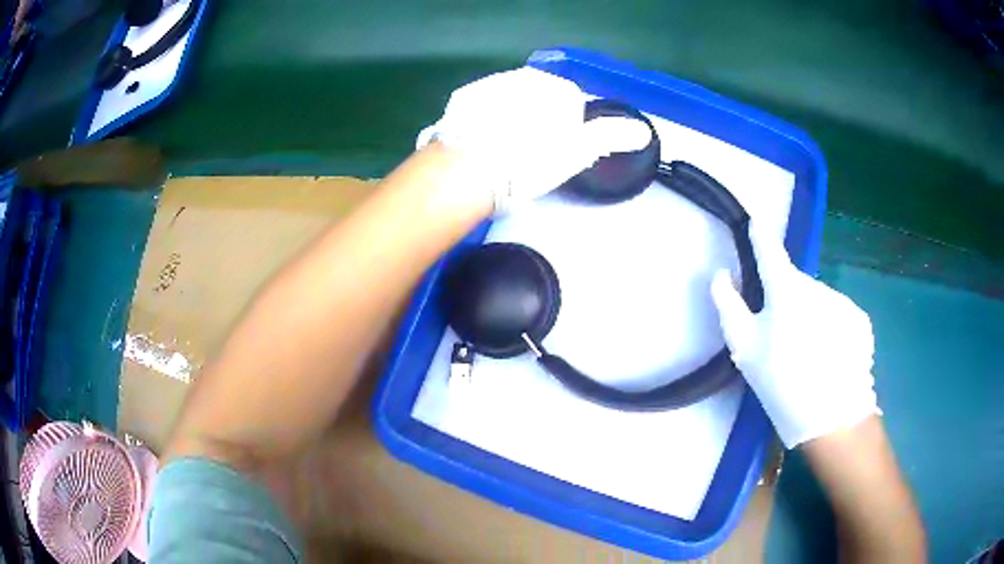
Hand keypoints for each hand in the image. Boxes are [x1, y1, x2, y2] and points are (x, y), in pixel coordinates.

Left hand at [418, 67, 650, 213]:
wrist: (471, 167)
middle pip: (539, 100)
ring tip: (504, 153)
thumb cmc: (531, 158)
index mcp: (554, 86)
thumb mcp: (579, 150)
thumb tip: (642, 131)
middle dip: (539, 122)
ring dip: (511, 120)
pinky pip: (482, 109)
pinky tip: (483, 145)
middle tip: (530, 156)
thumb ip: (612, 136)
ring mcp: (488, 85)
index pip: (571, 103)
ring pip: (510, 102)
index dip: (568, 130)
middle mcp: (521, 76)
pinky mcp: (461, 99)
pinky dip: (485, 122)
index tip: (557, 153)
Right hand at [710, 223, 879, 447]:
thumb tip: (722, 274)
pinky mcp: (859, 320)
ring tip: (807, 354)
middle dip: (787, 298)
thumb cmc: (781, 382)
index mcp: (786, 289)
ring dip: (810, 315)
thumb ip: (729, 305)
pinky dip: (831, 327)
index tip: (756, 224)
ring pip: (819, 301)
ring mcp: (842, 301)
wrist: (831, 416)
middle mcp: (817, 286)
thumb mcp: (744, 348)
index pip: (770, 251)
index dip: (761, 236)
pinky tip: (829, 357)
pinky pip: (838, 315)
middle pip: (796, 283)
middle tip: (781, 336)